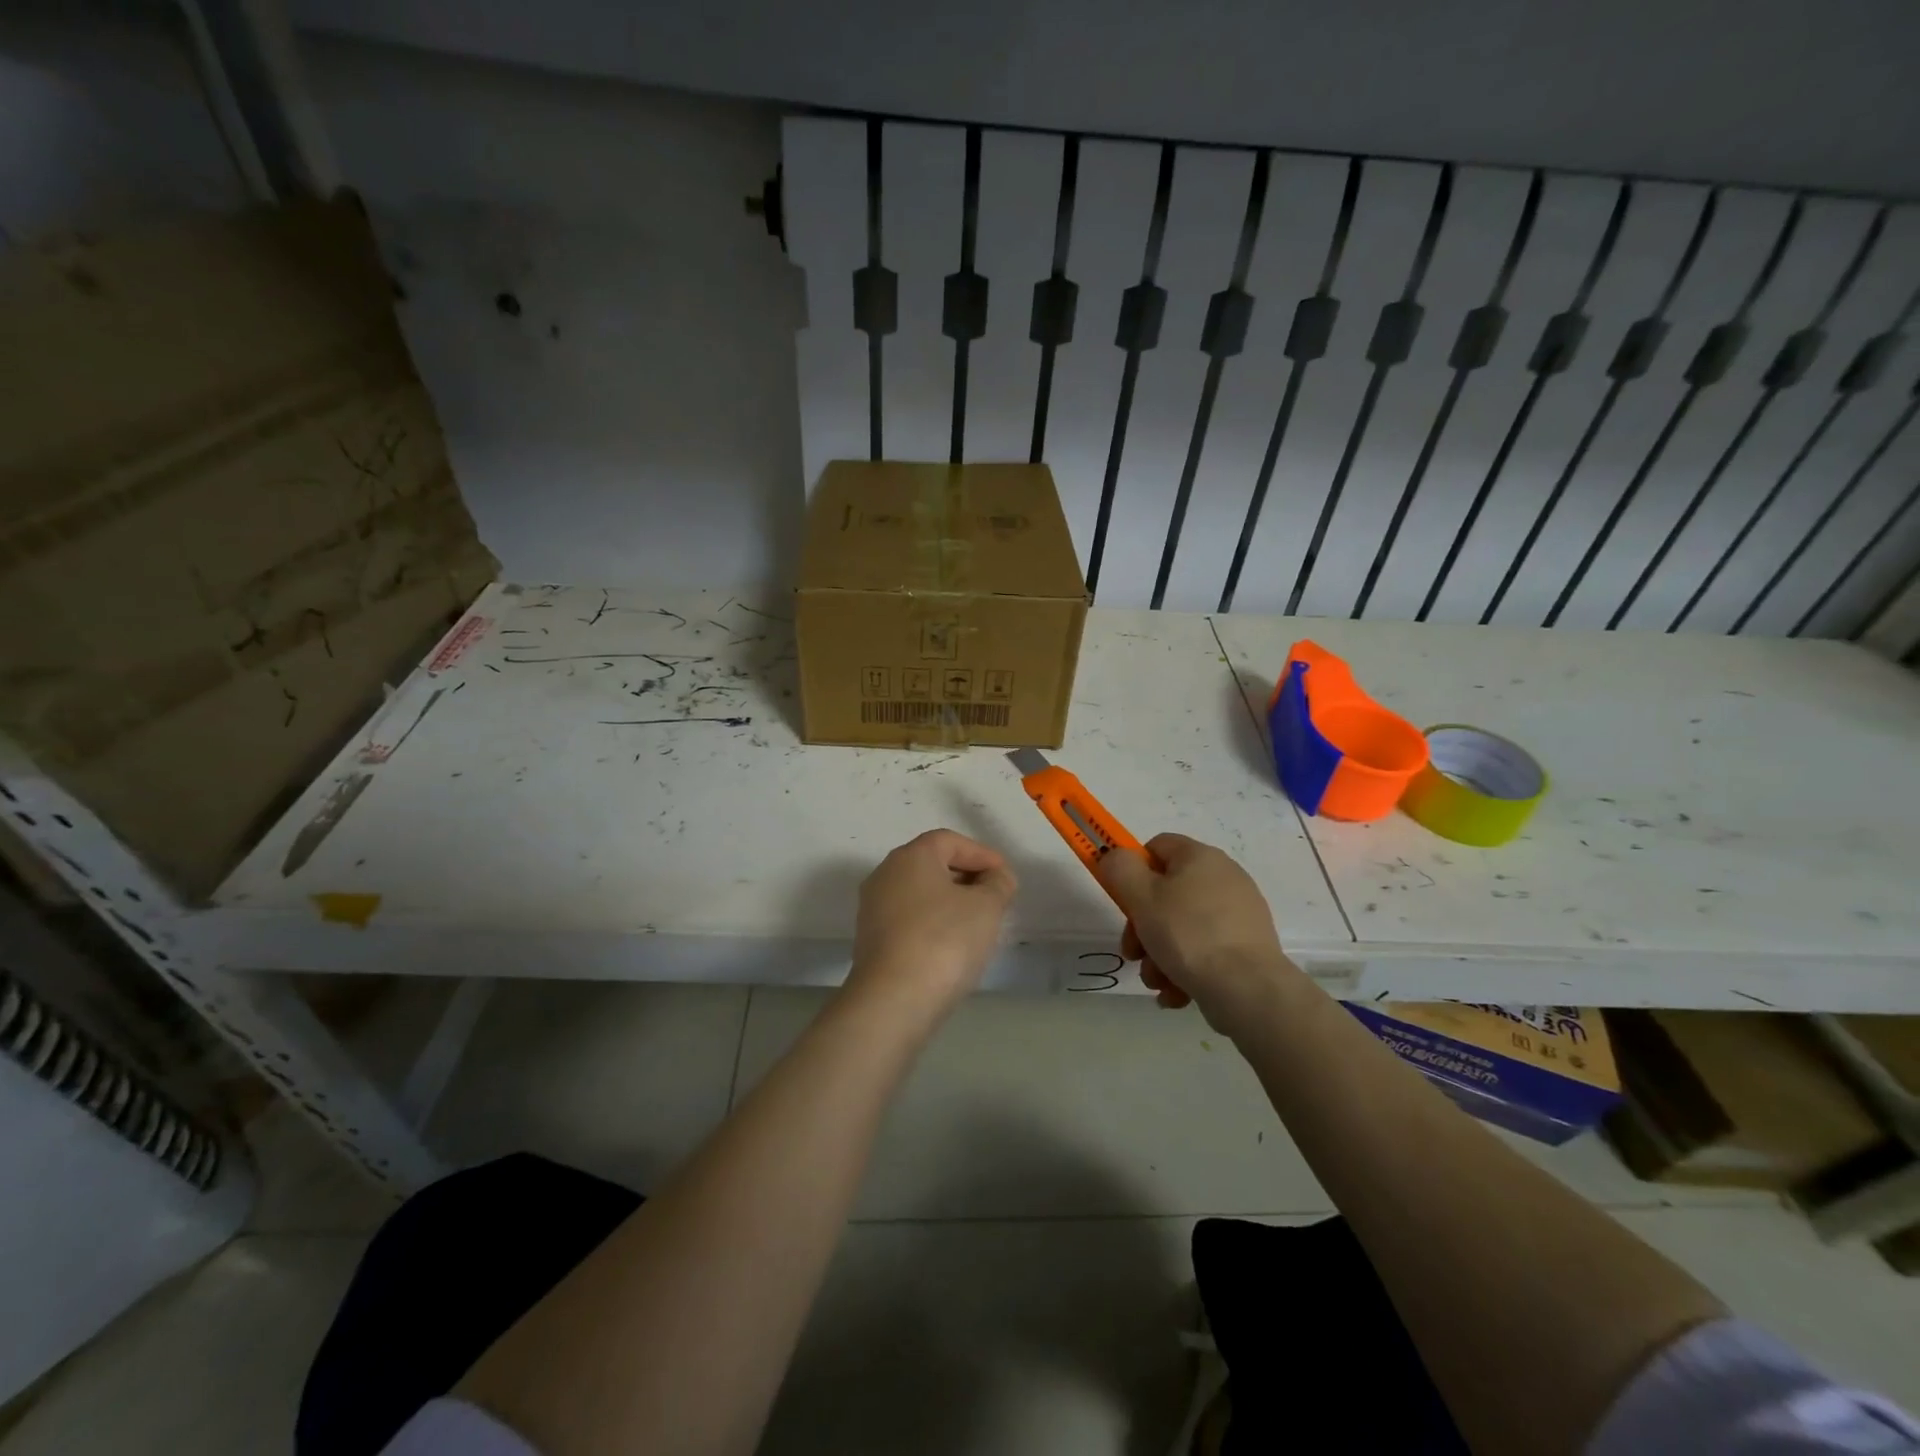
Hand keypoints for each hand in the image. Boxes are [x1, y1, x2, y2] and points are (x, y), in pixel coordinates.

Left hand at [845, 829, 1017, 1018]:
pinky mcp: (870, 940)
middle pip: (932, 865)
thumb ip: (998, 884)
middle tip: (995, 898)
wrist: (893, 1000)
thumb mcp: (986, 907)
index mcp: (910, 856)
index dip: (982, 854)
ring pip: (919, 894)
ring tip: (978, 924)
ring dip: (950, 902)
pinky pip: (909, 920)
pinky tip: (952, 946)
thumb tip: (996, 878)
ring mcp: (873, 908)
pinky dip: (932, 924)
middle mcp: (885, 874)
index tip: (1006, 877)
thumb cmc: (944, 941)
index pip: (950, 841)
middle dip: (967, 877)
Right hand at [1094, 833, 1302, 1033]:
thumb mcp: (1141, 896)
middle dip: (1143, 926)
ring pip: (1182, 927)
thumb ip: (1120, 868)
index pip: (1156, 847)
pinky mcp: (1247, 947)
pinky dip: (1186, 969)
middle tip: (1133, 953)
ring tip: (1157, 981)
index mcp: (1200, 857)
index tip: (1124, 902)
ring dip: (1160, 954)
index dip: (1133, 870)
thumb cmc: (1188, 934)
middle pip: (1166, 893)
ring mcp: (1238, 914)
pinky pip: (1205, 949)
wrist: (1248, 989)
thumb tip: (1116, 856)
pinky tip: (1176, 993)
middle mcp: (1224, 877)